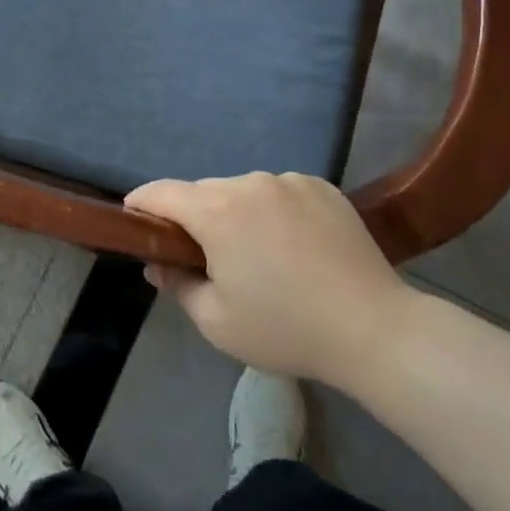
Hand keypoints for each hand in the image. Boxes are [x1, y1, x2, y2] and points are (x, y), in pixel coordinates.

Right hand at [125, 173, 416, 388]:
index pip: (161, 192)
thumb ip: (178, 285)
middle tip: (205, 257)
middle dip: (194, 218)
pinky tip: (293, 245)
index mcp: (217, 211)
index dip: (141, 205)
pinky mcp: (321, 186)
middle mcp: (250, 183)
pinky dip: (273, 211)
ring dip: (235, 213)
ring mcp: (289, 181)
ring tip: (257, 255)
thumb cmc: (285, 329)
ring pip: (243, 191)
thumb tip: (157, 264)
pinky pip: (279, 192)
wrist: (374, 328)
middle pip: (203, 192)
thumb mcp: (216, 321)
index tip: (135, 222)